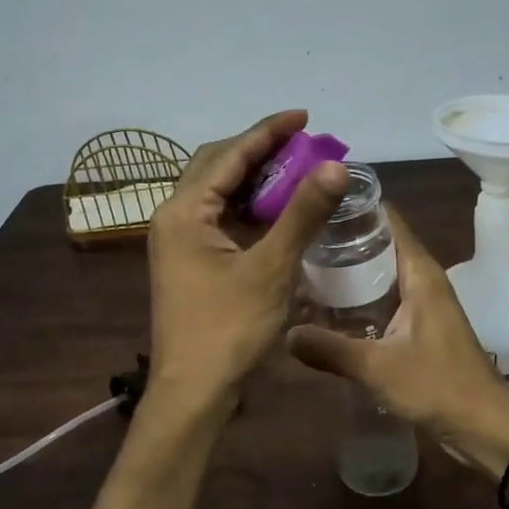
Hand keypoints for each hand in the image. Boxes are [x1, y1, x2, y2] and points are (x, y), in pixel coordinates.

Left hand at [148, 110, 347, 404]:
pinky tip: (277, 211)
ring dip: (254, 179)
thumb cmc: (229, 329)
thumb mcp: (271, 269)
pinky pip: (219, 219)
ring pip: (217, 193)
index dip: (268, 132)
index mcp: (184, 211)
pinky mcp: (189, 261)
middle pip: (217, 166)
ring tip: (296, 170)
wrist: (193, 391)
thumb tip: (334, 166)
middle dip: (259, 151)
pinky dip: (248, 208)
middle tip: (303, 144)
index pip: (229, 155)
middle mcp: (174, 217)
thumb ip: (301, 214)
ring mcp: (178, 241)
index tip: (303, 117)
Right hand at [286, 207, 508, 475]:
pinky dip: (356, 301)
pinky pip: (382, 301)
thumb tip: (285, 333)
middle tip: (295, 241)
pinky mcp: (417, 329)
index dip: (354, 208)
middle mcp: (421, 280)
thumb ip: (330, 349)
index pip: (387, 220)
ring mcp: (420, 305)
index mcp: (420, 273)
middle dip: (340, 242)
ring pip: (378, 276)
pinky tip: (324, 311)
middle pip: (378, 245)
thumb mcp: (378, 367)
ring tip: (301, 271)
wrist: (485, 427)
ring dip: (347, 274)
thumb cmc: (438, 385)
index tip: (314, 204)